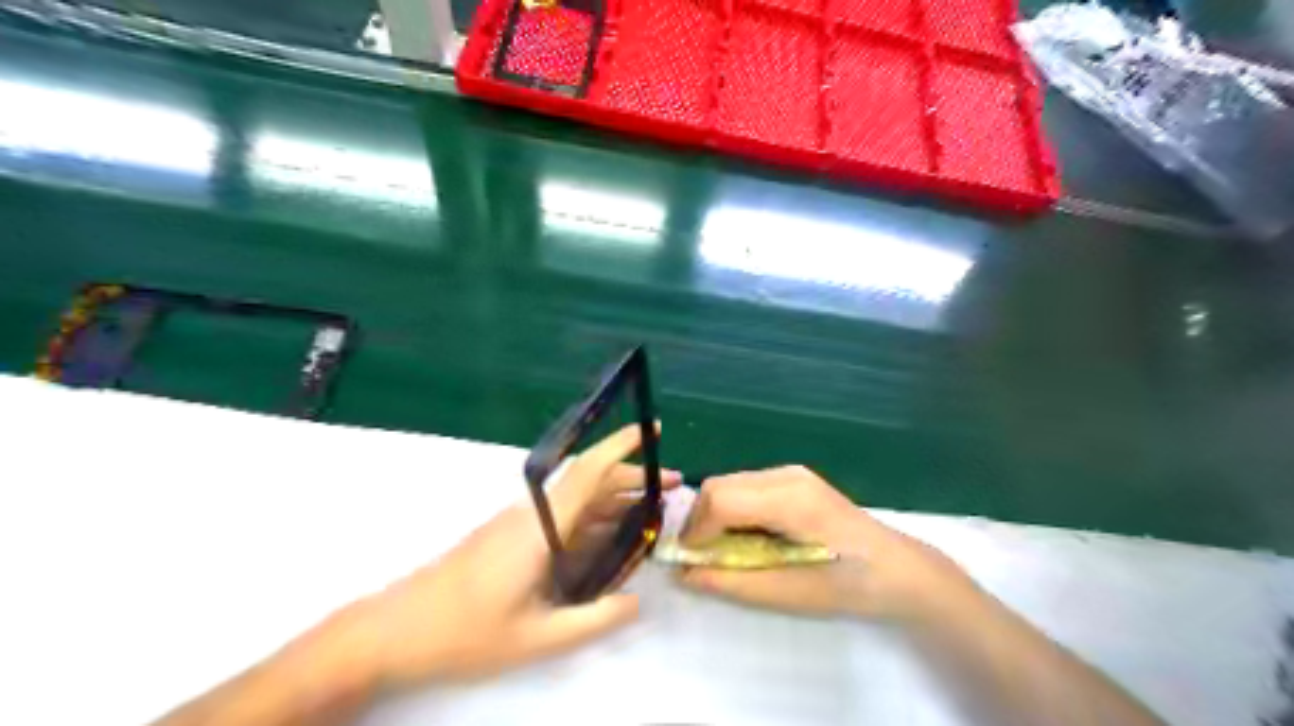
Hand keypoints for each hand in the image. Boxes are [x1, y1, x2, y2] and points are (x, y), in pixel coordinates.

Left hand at [320, 423, 677, 687]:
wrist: (395, 630)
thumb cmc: (465, 633)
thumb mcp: (538, 637)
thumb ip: (594, 620)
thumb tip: (637, 602)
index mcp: (540, 527)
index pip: (588, 473)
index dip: (622, 446)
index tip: (652, 430)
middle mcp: (532, 513)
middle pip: (589, 481)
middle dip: (633, 476)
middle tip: (672, 486)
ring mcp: (520, 522)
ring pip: (577, 499)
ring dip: (616, 498)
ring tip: (653, 510)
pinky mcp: (511, 534)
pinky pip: (563, 516)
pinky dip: (595, 517)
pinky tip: (611, 537)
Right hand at [681, 466, 974, 624]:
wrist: (896, 569)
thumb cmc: (847, 585)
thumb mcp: (787, 593)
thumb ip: (731, 581)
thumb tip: (684, 573)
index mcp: (789, 499)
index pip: (721, 500)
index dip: (696, 530)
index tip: (690, 561)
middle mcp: (785, 474)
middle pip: (719, 485)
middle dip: (700, 520)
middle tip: (702, 556)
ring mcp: (791, 472)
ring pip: (730, 483)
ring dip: (715, 514)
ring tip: (724, 549)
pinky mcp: (794, 478)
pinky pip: (746, 486)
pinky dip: (733, 508)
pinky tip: (748, 535)